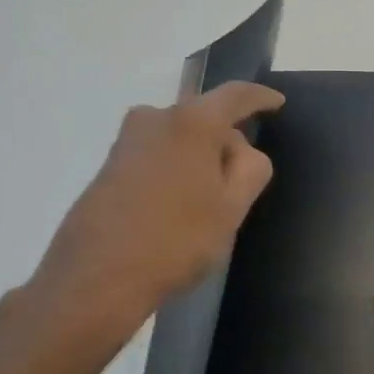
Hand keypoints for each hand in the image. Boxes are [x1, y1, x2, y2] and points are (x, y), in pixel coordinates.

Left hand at [16, 81, 284, 365]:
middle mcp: (155, 118)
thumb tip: (241, 149)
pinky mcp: (109, 166)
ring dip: (199, 160)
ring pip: (179, 138)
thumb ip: (251, 169)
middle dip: (227, 141)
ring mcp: (126, 141)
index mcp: (191, 122)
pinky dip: (176, 171)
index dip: (260, 97)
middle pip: (204, 117)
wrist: (96, 278)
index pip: (235, 95)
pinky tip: (179, 210)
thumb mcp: (232, 208)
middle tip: (243, 181)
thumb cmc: (176, 240)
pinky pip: (157, 155)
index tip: (277, 102)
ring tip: (210, 203)